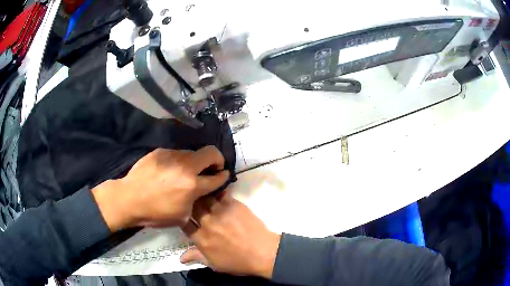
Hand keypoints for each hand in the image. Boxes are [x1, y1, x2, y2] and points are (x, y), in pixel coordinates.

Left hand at [92, 146, 229, 230]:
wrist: (129, 199)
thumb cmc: (156, 213)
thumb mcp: (182, 216)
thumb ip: (196, 202)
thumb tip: (202, 192)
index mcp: (192, 186)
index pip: (217, 177)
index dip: (224, 176)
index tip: (224, 174)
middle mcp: (185, 167)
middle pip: (211, 153)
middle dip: (217, 159)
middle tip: (212, 168)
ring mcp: (172, 156)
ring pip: (192, 153)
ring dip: (195, 162)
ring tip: (186, 172)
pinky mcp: (160, 152)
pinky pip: (176, 154)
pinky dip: (179, 162)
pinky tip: (169, 171)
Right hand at [180, 193, 280, 278]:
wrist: (263, 253)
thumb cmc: (238, 262)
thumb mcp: (215, 264)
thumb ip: (196, 257)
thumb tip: (180, 258)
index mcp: (200, 238)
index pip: (184, 223)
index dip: (182, 219)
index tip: (184, 216)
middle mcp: (207, 223)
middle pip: (192, 207)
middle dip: (190, 204)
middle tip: (191, 202)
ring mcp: (220, 212)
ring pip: (204, 198)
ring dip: (201, 196)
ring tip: (201, 192)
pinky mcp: (233, 204)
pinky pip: (221, 193)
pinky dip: (217, 191)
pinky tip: (216, 189)